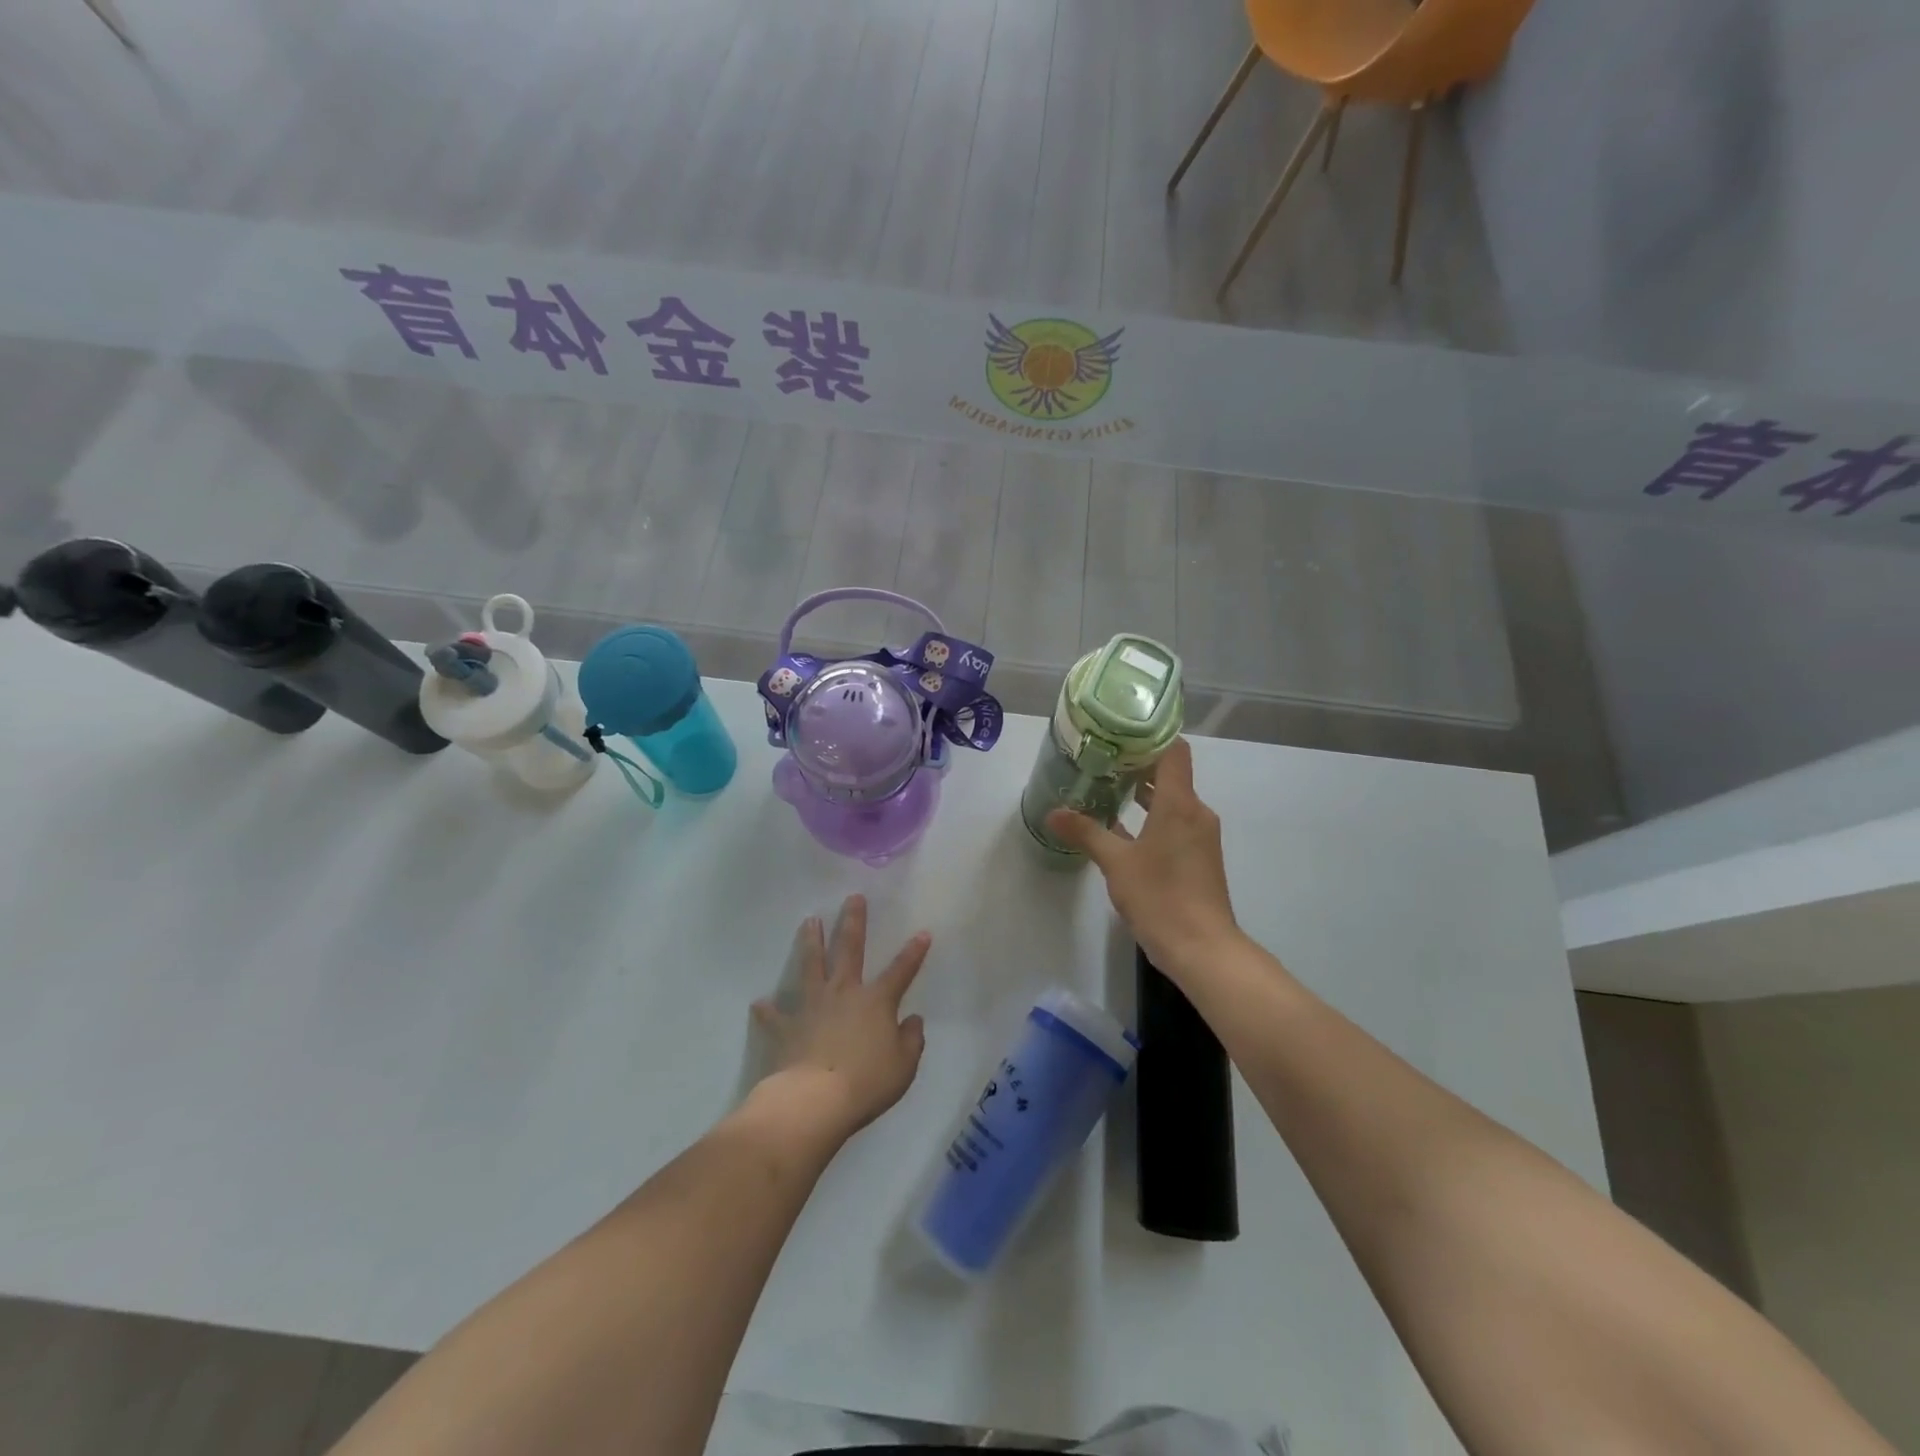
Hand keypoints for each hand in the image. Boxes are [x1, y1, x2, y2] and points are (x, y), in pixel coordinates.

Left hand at [751, 895, 929, 1141]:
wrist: (814, 1100)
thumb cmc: (866, 1082)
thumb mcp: (903, 1066)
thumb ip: (911, 1040)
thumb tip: (913, 1021)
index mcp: (876, 1001)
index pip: (901, 971)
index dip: (913, 952)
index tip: (922, 933)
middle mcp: (843, 993)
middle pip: (849, 950)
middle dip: (853, 922)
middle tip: (853, 898)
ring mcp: (812, 1006)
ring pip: (811, 966)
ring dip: (810, 943)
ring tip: (809, 921)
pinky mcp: (786, 1027)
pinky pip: (775, 1016)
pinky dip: (768, 1010)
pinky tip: (760, 1003)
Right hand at [1045, 738, 1242, 978]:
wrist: (1203, 948)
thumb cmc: (1160, 897)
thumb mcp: (1116, 863)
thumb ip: (1086, 832)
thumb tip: (1053, 812)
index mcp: (1180, 803)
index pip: (1174, 750)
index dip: (1149, 736)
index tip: (1118, 733)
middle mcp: (1195, 812)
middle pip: (1170, 774)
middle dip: (1136, 766)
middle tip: (1099, 760)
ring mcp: (1200, 836)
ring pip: (1171, 801)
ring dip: (1142, 794)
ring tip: (1104, 789)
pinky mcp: (1199, 857)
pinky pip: (1174, 823)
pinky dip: (1151, 818)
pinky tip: (1121, 829)